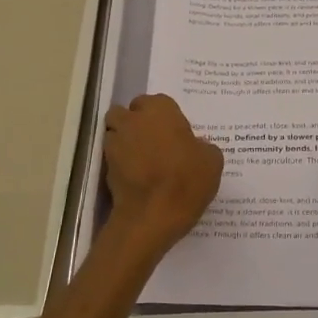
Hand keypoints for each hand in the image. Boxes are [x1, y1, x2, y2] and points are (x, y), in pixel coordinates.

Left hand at [103, 94, 223, 248]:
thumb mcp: (212, 161)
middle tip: (155, 142)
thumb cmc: (186, 180)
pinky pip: (113, 158)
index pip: (157, 102)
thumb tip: (195, 146)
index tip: (175, 133)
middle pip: (127, 113)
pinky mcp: (105, 168)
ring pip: (115, 133)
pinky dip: (121, 164)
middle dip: (136, 123)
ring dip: (125, 141)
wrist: (152, 215)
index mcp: (160, 110)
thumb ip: (202, 146)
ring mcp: (115, 143)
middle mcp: (133, 120)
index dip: (164, 116)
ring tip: (142, 160)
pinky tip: (137, 178)